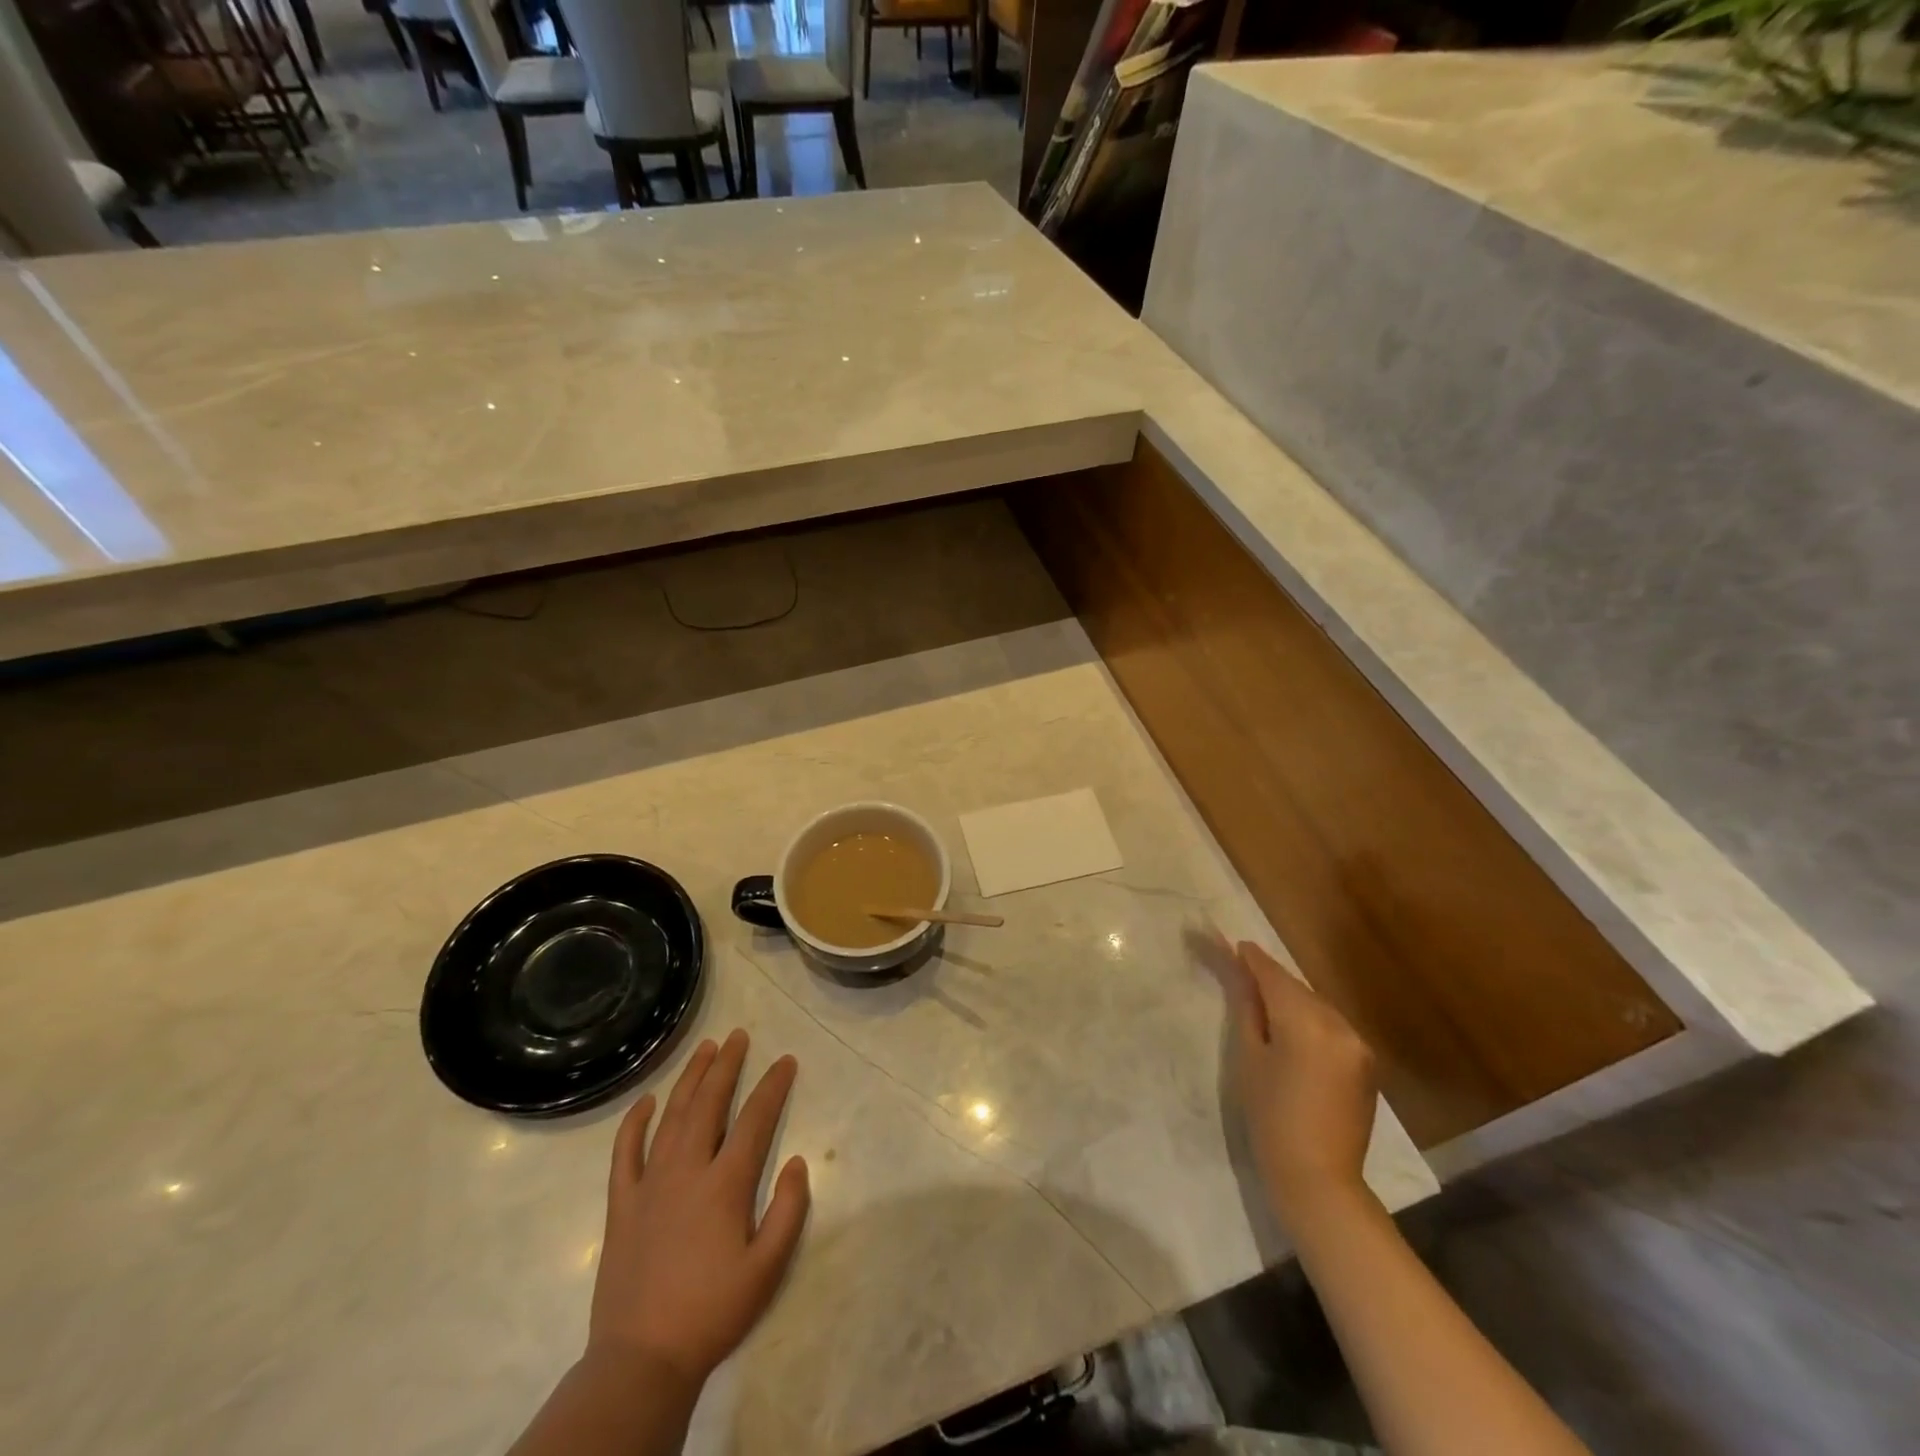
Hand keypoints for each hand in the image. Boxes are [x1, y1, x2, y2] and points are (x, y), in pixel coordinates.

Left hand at [588, 1029, 809, 1388]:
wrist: (641, 1359)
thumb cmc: (712, 1312)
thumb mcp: (767, 1268)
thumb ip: (789, 1211)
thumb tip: (799, 1162)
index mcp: (725, 1184)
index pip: (755, 1119)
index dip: (773, 1086)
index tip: (786, 1060)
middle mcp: (687, 1170)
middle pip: (709, 1104)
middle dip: (727, 1065)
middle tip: (739, 1036)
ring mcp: (650, 1184)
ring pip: (671, 1117)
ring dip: (690, 1079)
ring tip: (705, 1049)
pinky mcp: (622, 1204)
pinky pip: (625, 1152)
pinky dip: (634, 1122)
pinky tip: (646, 1100)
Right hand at [1222, 940, 1378, 1229]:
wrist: (1319, 1178)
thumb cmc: (1270, 1116)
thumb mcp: (1249, 1057)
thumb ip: (1247, 1008)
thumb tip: (1240, 972)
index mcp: (1306, 1021)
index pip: (1274, 976)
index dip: (1253, 959)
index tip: (1236, 944)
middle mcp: (1339, 1024)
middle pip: (1298, 988)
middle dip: (1271, 979)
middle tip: (1243, 972)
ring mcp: (1358, 1044)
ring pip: (1316, 1006)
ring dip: (1292, 1000)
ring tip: (1264, 1005)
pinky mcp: (1366, 1063)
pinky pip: (1332, 1027)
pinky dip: (1310, 1021)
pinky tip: (1292, 1033)